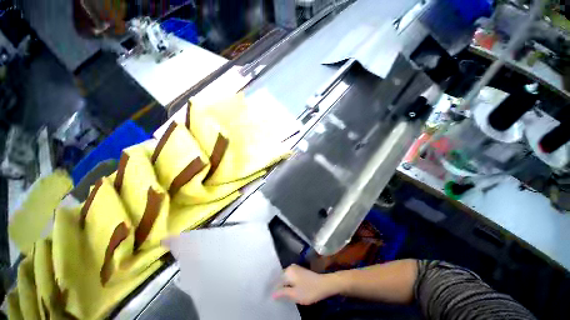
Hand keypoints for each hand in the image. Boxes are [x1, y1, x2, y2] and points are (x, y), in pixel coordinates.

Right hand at [272, 264, 338, 304]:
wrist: (324, 285)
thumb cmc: (309, 290)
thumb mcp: (294, 294)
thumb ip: (282, 293)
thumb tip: (272, 294)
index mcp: (288, 271)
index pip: (276, 280)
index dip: (271, 288)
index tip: (267, 295)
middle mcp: (290, 267)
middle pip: (280, 277)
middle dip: (276, 286)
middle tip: (272, 296)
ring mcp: (295, 269)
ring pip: (285, 278)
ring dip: (281, 285)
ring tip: (277, 295)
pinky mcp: (300, 272)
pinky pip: (290, 278)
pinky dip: (287, 284)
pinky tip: (286, 291)